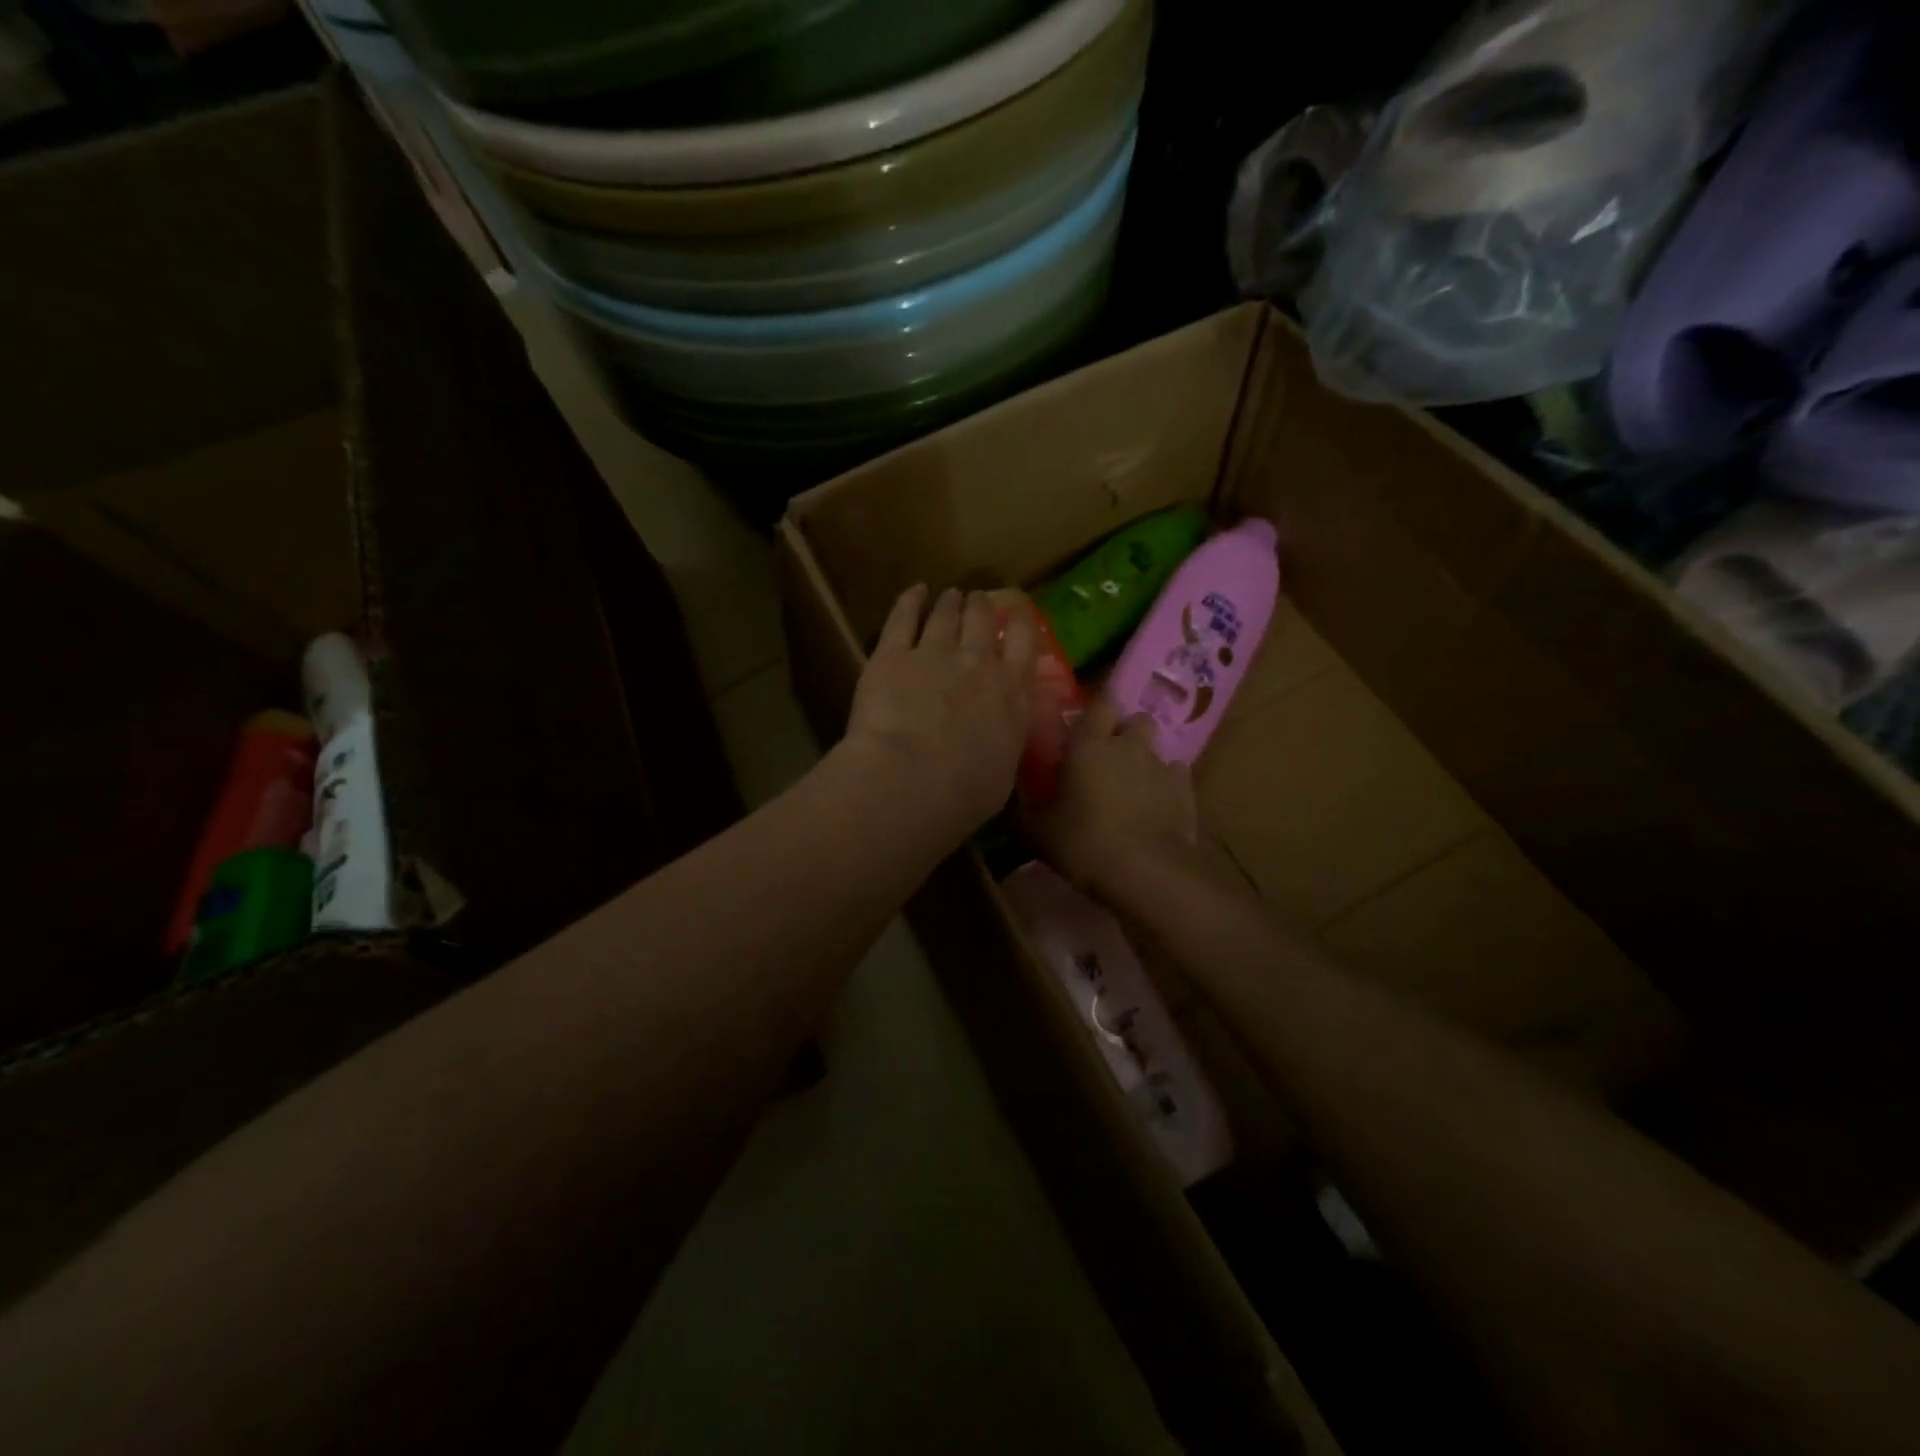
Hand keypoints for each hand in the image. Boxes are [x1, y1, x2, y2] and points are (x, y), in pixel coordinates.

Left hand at [844, 586, 1035, 833]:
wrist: (910, 780)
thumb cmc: (963, 794)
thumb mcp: (1002, 775)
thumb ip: (1003, 746)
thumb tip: (999, 742)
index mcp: (1011, 694)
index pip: (1024, 643)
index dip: (1021, 622)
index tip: (1017, 612)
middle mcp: (977, 664)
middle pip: (983, 620)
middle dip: (982, 606)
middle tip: (978, 600)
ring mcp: (933, 653)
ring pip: (946, 614)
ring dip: (950, 602)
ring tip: (951, 595)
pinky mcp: (891, 655)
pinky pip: (903, 617)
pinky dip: (910, 600)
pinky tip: (914, 592)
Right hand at [1023, 698, 1199, 895]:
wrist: (1146, 872)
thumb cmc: (1085, 844)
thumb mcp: (1040, 833)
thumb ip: (1023, 812)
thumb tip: (1005, 804)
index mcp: (1089, 746)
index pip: (1100, 703)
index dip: (1098, 709)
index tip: (1088, 723)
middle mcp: (1128, 746)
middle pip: (1136, 720)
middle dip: (1127, 732)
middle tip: (1110, 756)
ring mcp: (1161, 767)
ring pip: (1156, 749)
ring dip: (1145, 760)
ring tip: (1134, 786)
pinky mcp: (1186, 791)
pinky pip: (1176, 776)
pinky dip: (1167, 785)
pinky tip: (1157, 805)